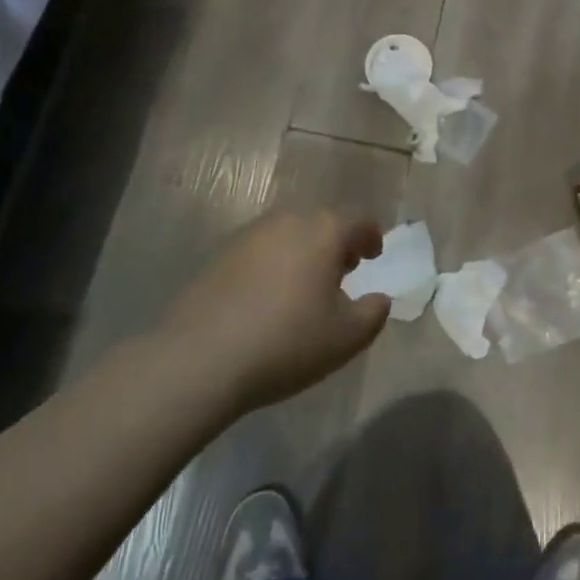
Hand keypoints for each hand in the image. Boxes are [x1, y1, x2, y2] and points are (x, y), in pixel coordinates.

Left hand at [158, 211, 391, 414]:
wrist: (200, 359)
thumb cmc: (287, 342)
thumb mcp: (346, 338)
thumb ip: (373, 313)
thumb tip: (379, 298)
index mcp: (325, 231)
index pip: (359, 221)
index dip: (371, 237)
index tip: (373, 255)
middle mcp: (289, 220)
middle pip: (322, 223)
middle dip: (336, 242)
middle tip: (343, 270)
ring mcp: (250, 234)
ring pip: (289, 234)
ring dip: (303, 252)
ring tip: (305, 285)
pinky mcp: (220, 254)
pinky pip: (260, 251)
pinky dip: (273, 264)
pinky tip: (268, 297)